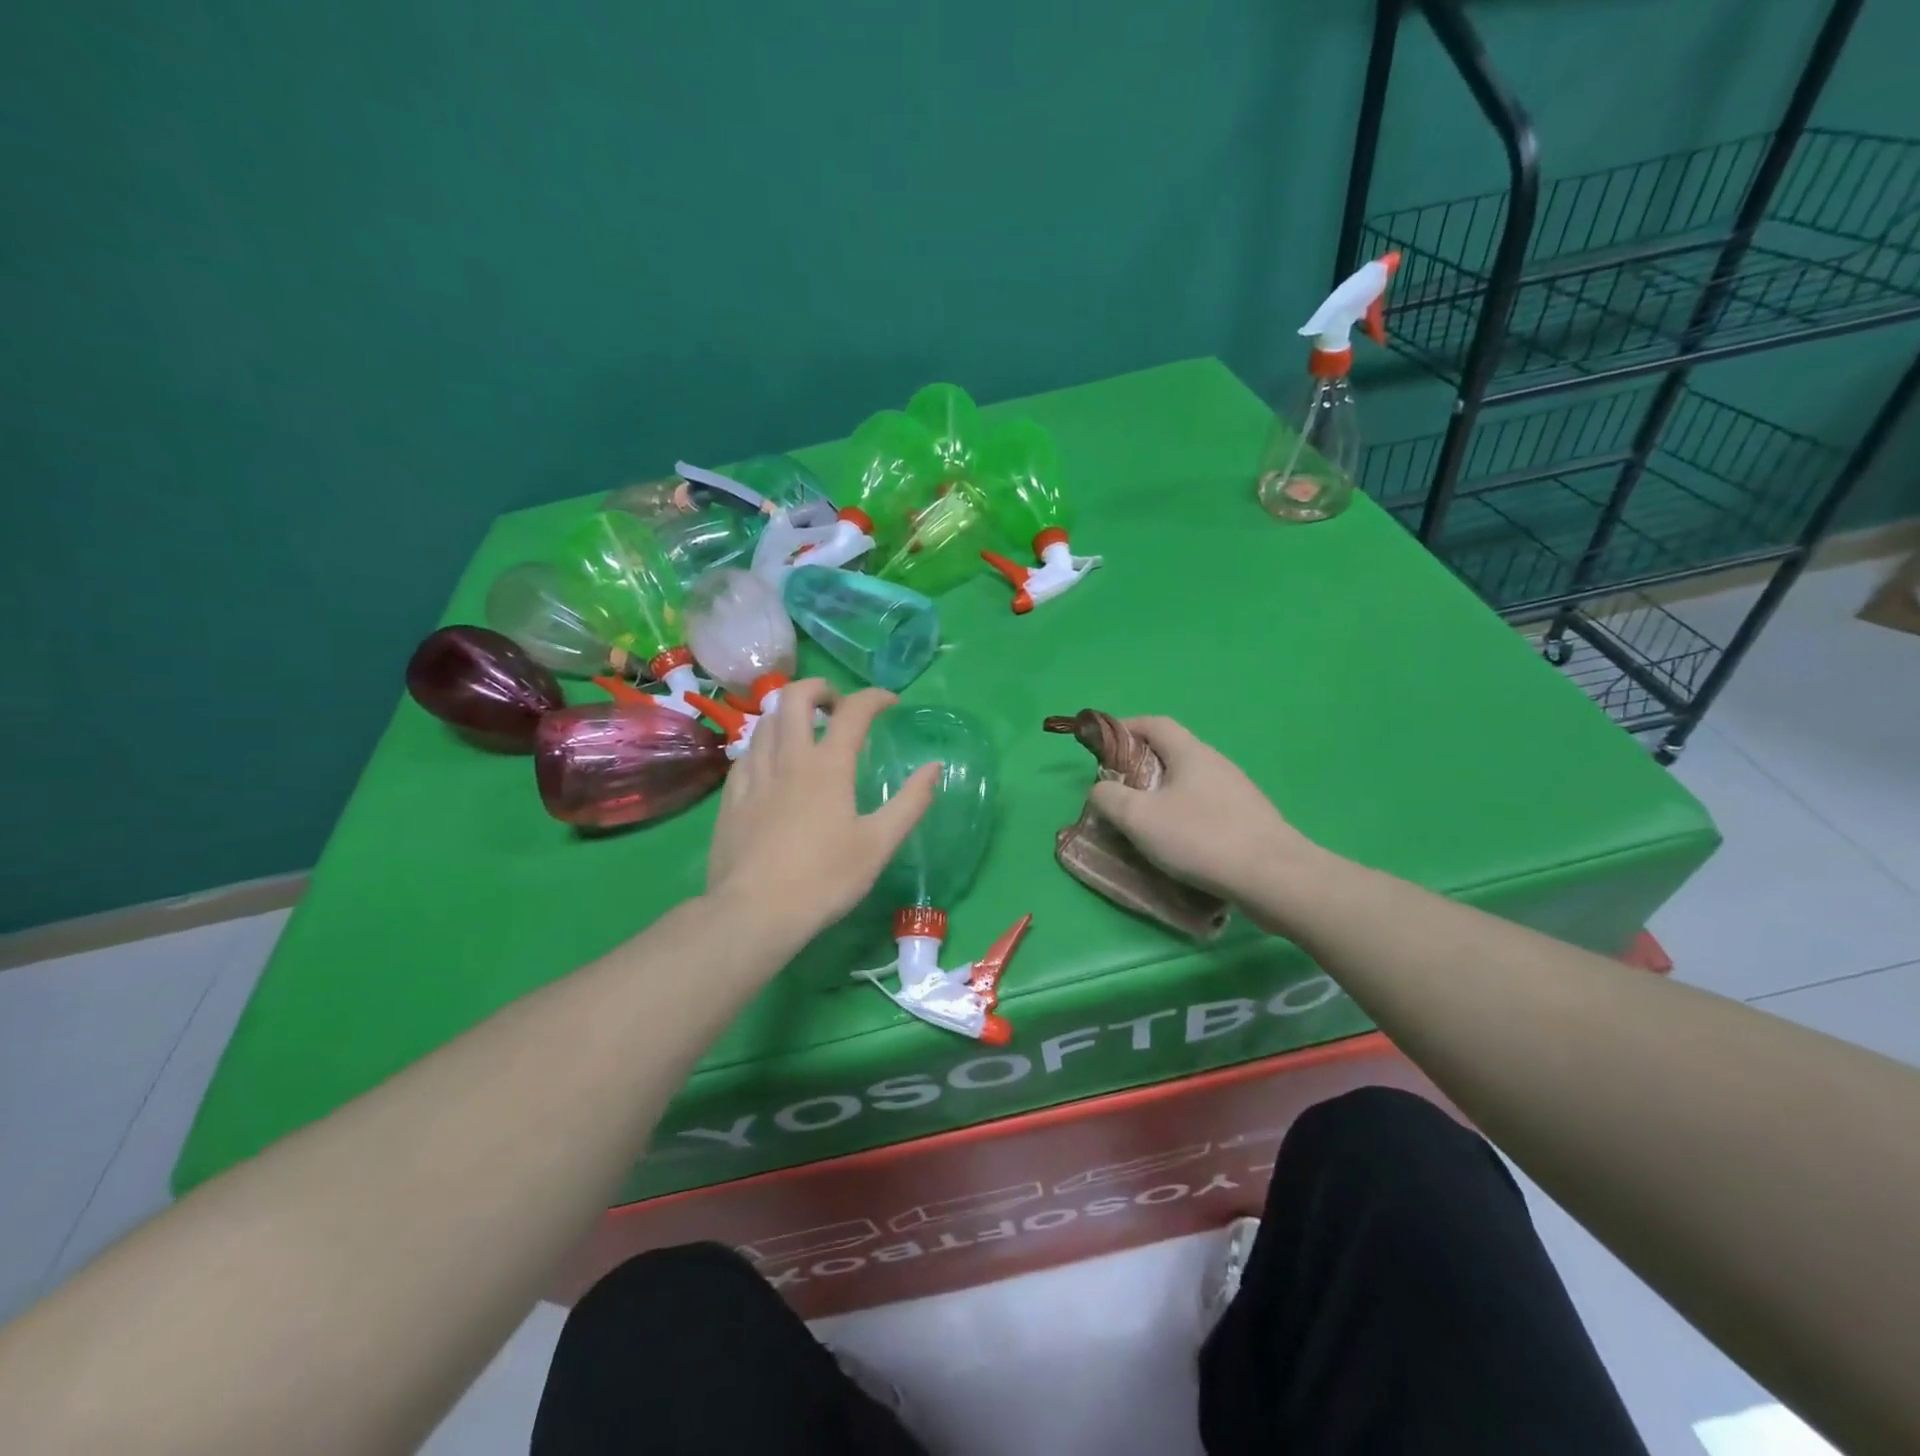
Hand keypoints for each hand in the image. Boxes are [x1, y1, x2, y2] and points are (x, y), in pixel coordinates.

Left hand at [707, 680, 938, 946]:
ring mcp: (754, 775)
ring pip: (765, 721)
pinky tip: (772, 766)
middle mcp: (788, 758)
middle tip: (837, 706)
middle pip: (794, 697)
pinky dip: (765, 745)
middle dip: (819, 688)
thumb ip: (911, 802)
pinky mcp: (731, 797)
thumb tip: (935, 767)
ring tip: (805, 733)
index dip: (875, 697)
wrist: (754, 912)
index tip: (890, 702)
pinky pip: (746, 753)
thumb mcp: (879, 844)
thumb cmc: (825, 879)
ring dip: (788, 714)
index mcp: (828, 766)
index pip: (854, 711)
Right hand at [1088, 717, 1315, 908]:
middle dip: (1140, 767)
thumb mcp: (1139, 818)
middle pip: (1172, 753)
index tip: (1102, 747)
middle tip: (1118, 793)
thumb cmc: (1200, 838)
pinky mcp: (1249, 820)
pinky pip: (1206, 807)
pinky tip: (1178, 844)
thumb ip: (1109, 797)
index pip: (1154, 723)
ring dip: (1162, 795)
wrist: (1273, 877)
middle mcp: (1216, 764)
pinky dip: (1184, 815)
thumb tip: (1101, 789)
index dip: (1125, 728)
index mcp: (1191, 753)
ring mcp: (1237, 792)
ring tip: (1144, 823)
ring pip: (1189, 783)